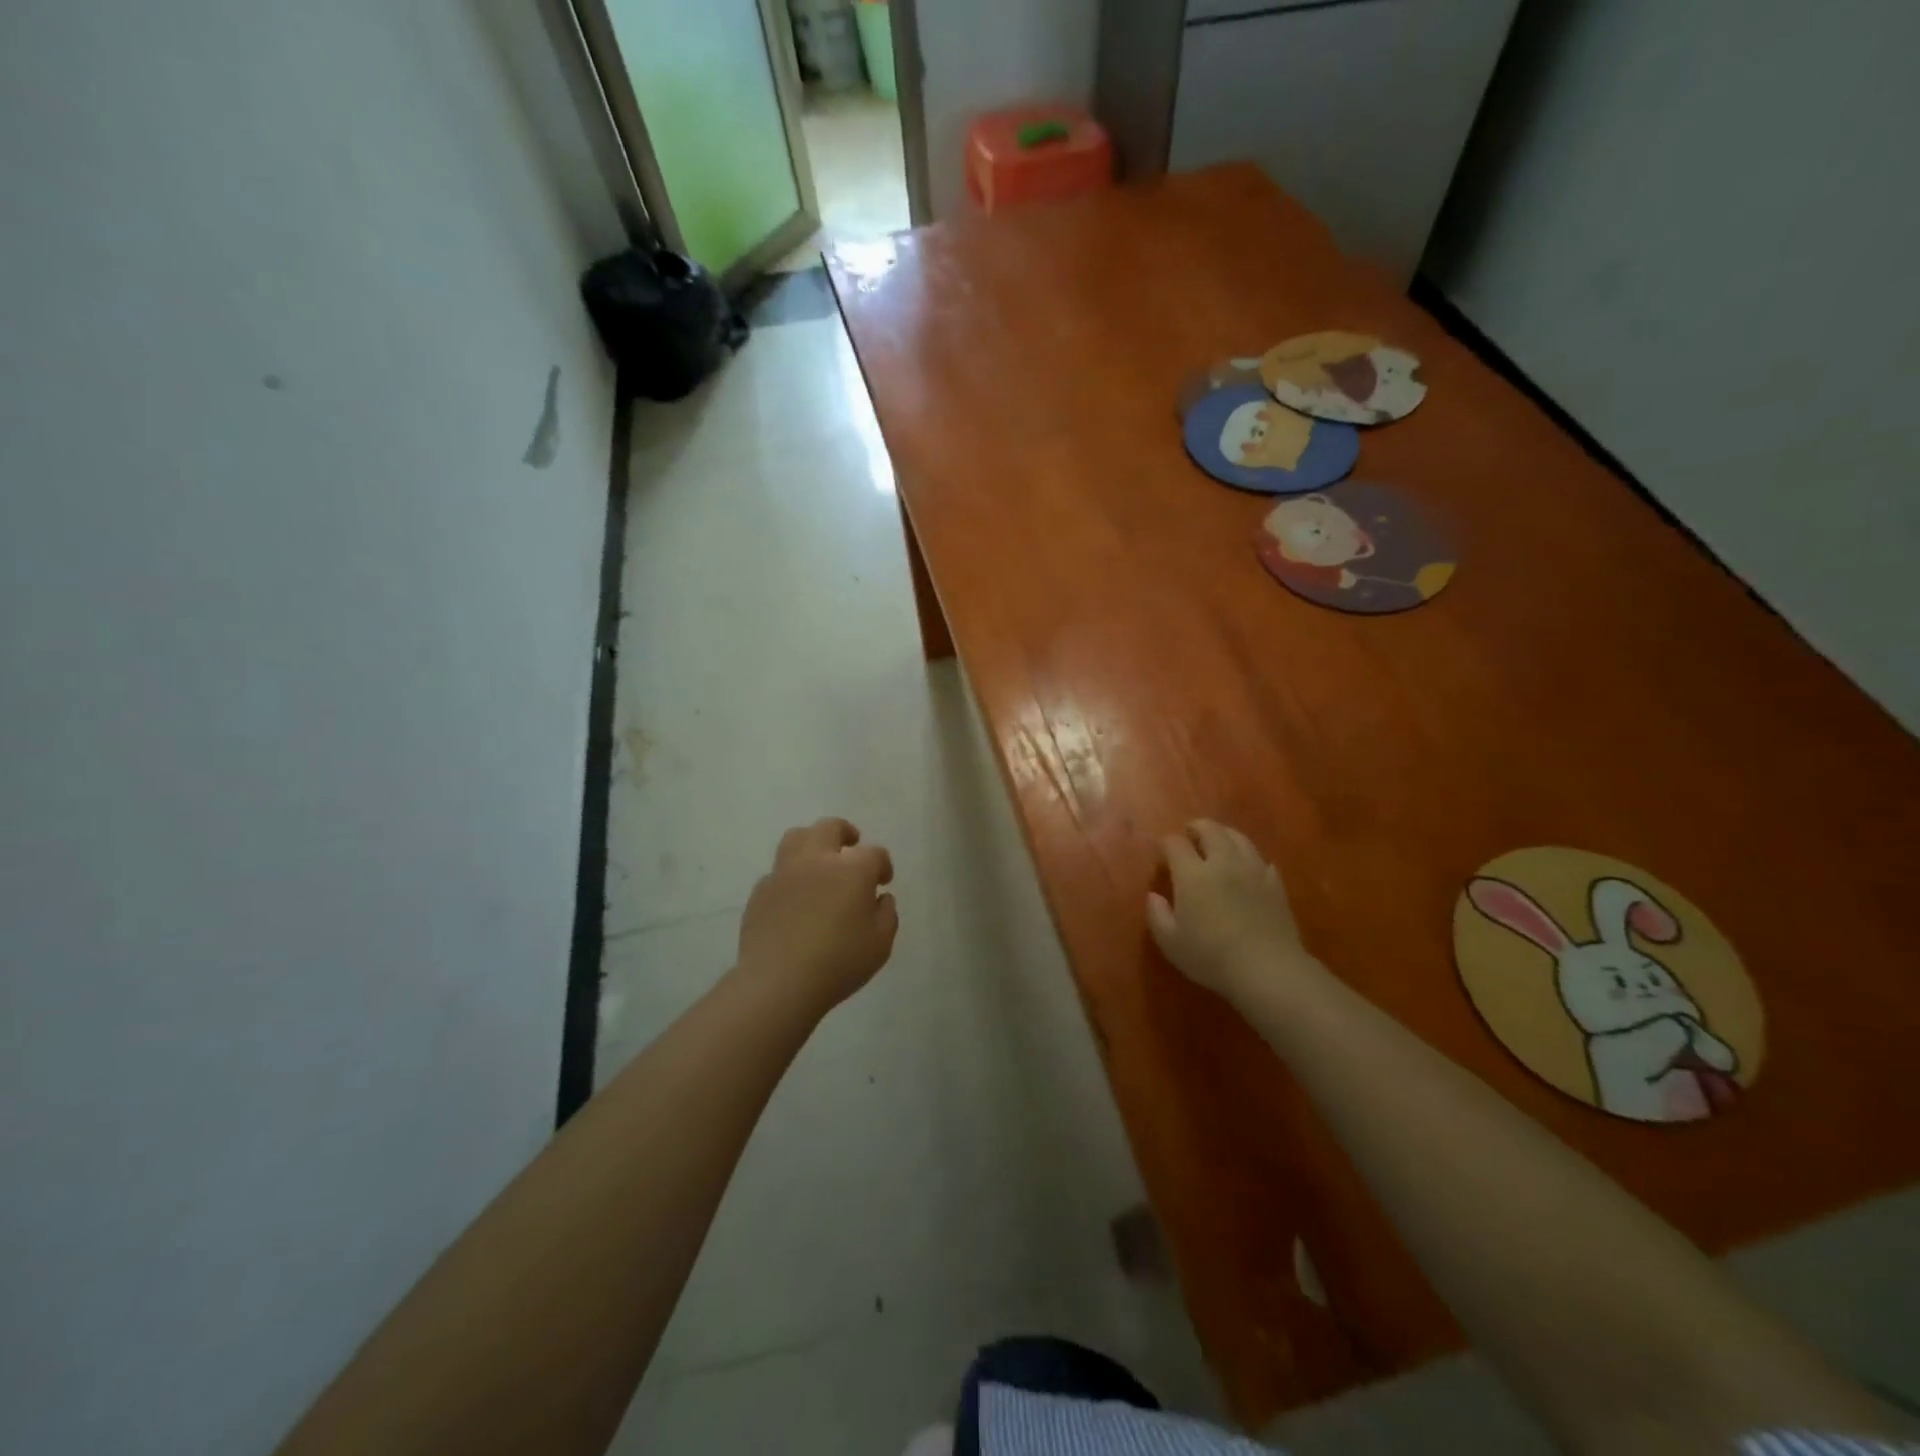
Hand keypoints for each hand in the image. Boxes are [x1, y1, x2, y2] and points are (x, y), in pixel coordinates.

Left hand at [736, 818, 898, 1016]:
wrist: (779, 982)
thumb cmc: (839, 963)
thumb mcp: (880, 944)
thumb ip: (887, 914)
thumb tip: (880, 898)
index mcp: (852, 869)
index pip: (874, 853)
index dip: (882, 865)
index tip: (883, 880)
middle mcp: (817, 860)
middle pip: (830, 828)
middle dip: (845, 834)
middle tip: (851, 848)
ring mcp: (784, 872)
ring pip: (797, 837)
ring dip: (812, 842)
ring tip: (819, 861)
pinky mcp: (761, 890)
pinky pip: (778, 871)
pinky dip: (791, 875)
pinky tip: (795, 896)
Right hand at [1147, 820, 1320, 1005]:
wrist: (1267, 970)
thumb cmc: (1212, 957)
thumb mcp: (1171, 943)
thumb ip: (1157, 915)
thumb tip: (1154, 896)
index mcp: (1193, 874)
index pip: (1175, 843)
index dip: (1166, 843)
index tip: (1162, 850)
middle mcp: (1223, 863)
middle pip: (1210, 830)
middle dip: (1196, 827)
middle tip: (1189, 833)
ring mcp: (1253, 870)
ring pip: (1238, 838)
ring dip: (1224, 834)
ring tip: (1218, 841)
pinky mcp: (1275, 884)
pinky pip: (1261, 859)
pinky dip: (1250, 857)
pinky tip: (1248, 867)